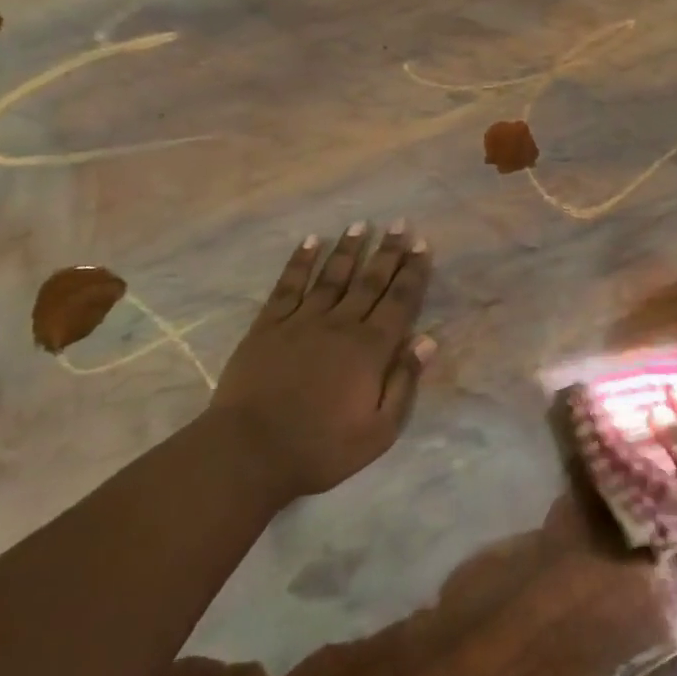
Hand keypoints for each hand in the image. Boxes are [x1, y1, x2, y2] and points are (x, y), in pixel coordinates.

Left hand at [208, 221, 434, 504]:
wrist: (250, 452)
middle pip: (369, 281)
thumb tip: (427, 340)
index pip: (399, 301)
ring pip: (332, 276)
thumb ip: (404, 383)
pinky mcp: (268, 326)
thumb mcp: (378, 431)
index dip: (413, 272)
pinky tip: (311, 242)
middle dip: (388, 251)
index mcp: (370, 349)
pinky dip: (300, 262)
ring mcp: (302, 321)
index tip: (422, 245)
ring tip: (361, 224)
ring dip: (348, 249)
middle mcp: (340, 325)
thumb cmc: (321, 448)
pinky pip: (288, 286)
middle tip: (400, 223)